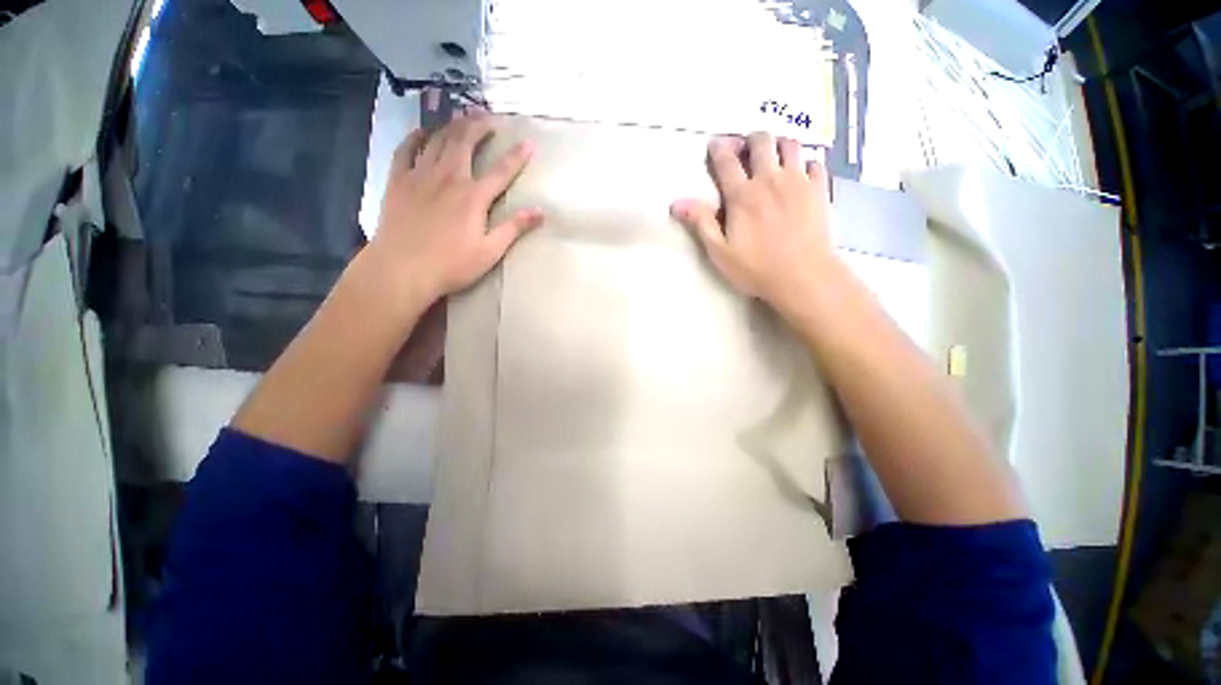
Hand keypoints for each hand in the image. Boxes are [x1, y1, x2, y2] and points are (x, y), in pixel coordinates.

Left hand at [368, 110, 543, 304]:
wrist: (402, 268)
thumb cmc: (451, 265)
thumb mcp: (490, 252)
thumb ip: (514, 228)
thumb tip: (540, 212)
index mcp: (473, 197)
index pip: (501, 171)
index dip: (517, 156)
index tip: (529, 143)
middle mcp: (448, 178)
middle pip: (465, 142)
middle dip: (479, 126)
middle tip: (489, 116)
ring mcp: (420, 175)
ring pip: (438, 140)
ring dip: (452, 125)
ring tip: (461, 116)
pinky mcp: (399, 180)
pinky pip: (406, 149)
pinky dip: (416, 137)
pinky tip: (423, 131)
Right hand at [670, 133, 834, 317]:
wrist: (803, 276)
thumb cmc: (756, 268)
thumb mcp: (720, 251)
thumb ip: (701, 223)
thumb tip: (676, 203)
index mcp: (742, 195)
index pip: (727, 161)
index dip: (718, 149)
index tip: (714, 144)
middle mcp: (770, 180)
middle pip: (762, 142)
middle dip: (751, 140)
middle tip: (746, 149)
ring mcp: (798, 182)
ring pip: (790, 145)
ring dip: (779, 144)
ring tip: (774, 156)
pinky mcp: (820, 190)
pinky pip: (815, 163)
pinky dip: (805, 163)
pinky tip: (801, 173)